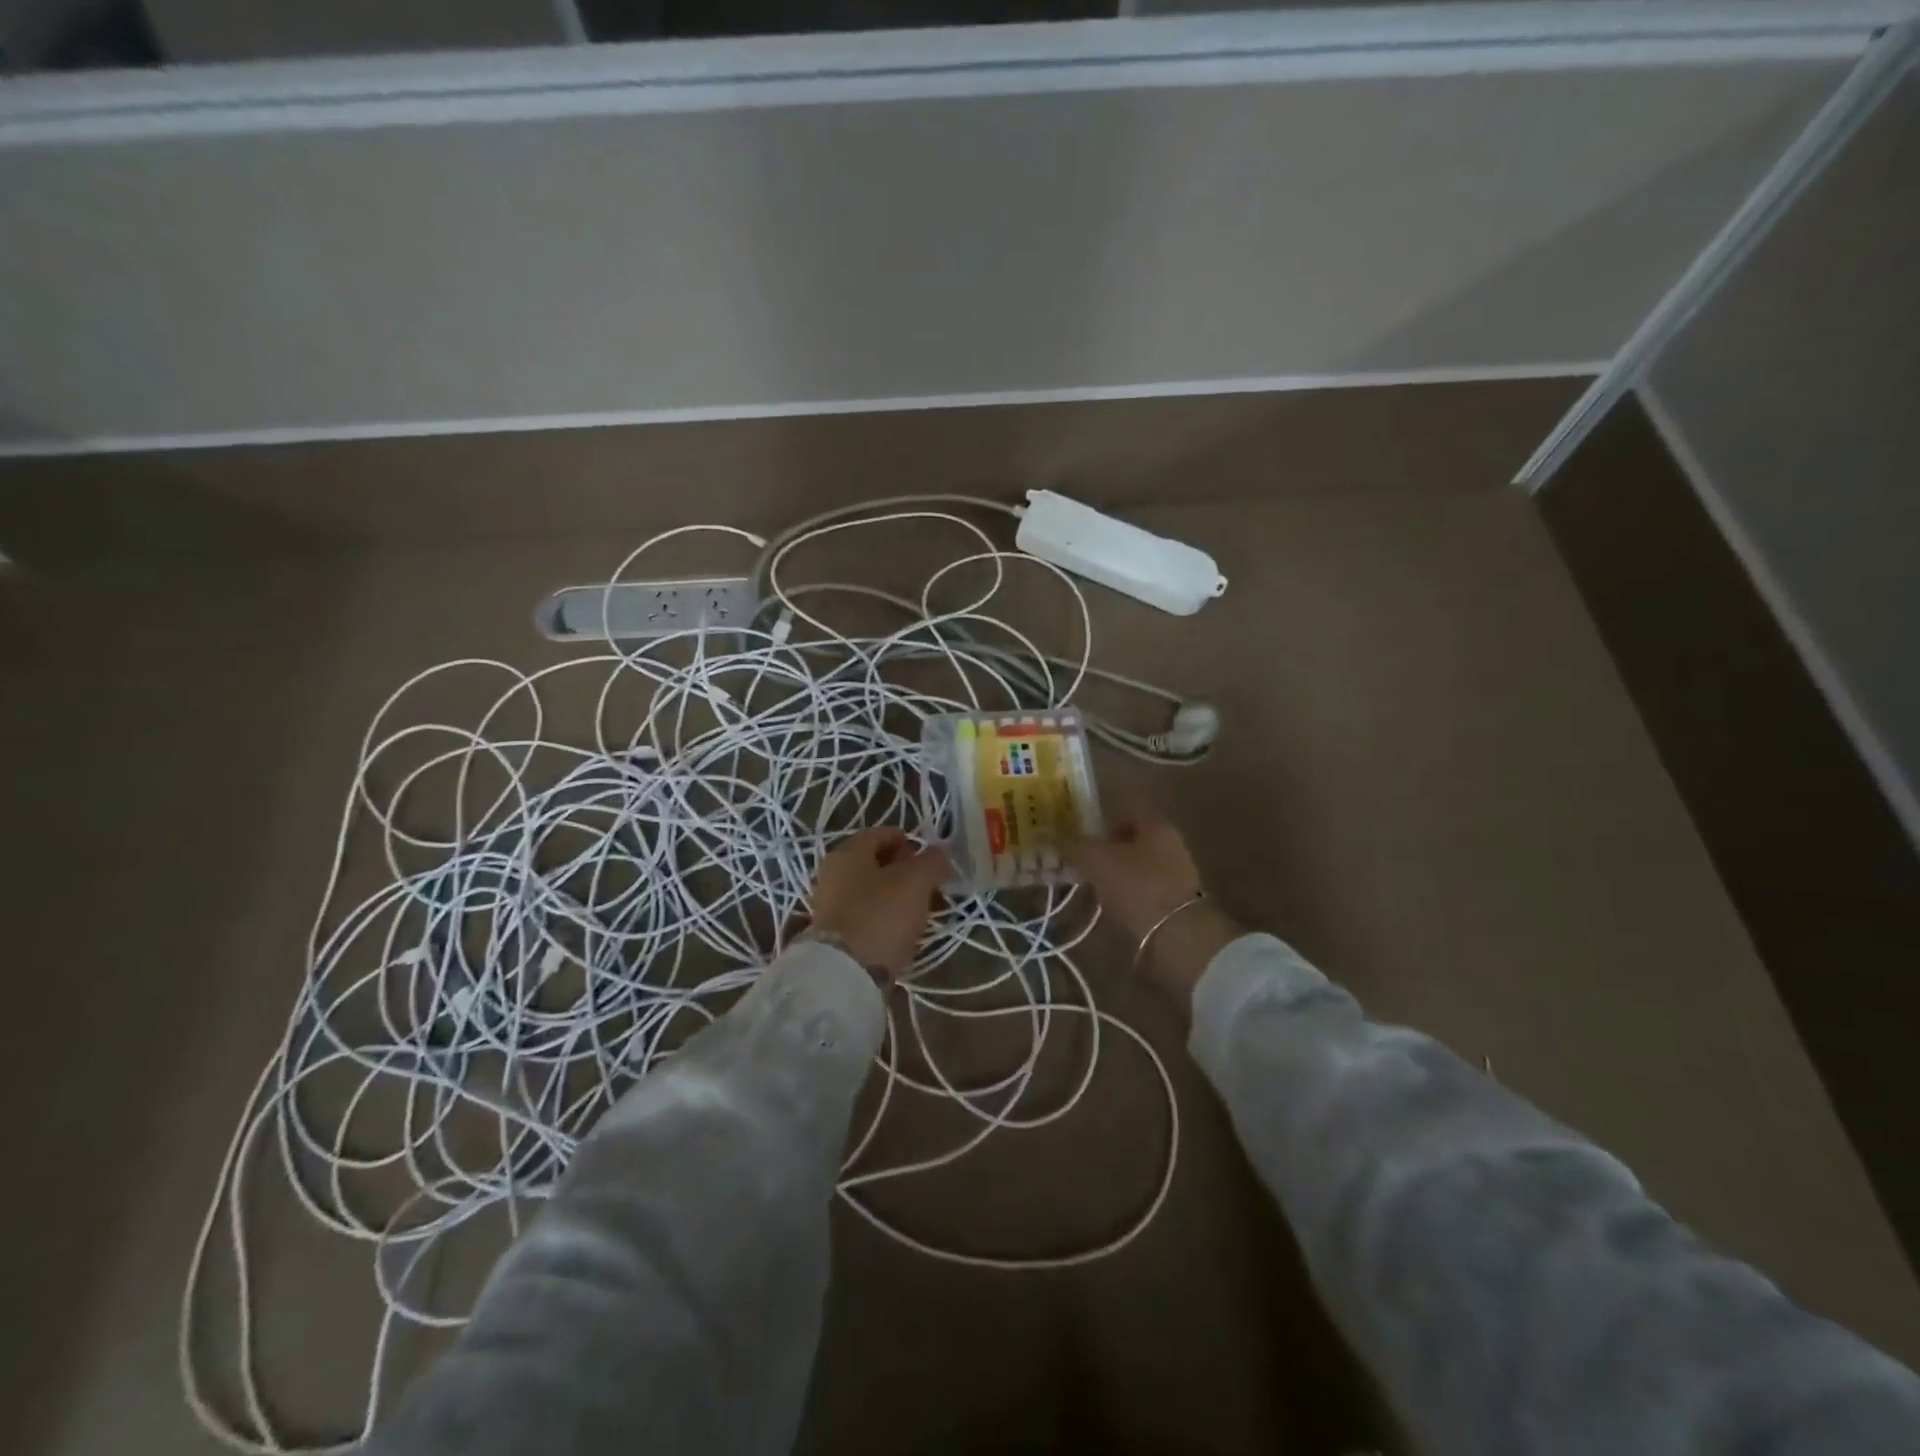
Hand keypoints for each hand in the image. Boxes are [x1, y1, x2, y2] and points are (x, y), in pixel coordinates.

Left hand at [804, 828, 951, 980]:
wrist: (846, 973)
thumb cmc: (881, 914)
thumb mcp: (916, 881)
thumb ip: (932, 861)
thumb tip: (941, 851)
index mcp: (848, 852)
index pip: (882, 834)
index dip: (910, 842)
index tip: (931, 860)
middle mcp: (833, 873)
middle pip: (876, 863)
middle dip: (905, 871)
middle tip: (930, 886)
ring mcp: (830, 904)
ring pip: (872, 891)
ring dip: (898, 896)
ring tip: (922, 911)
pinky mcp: (834, 933)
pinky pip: (866, 915)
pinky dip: (886, 917)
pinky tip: (904, 930)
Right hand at [1070, 814, 1241, 1006]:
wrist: (1177, 935)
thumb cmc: (1136, 885)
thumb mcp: (1096, 860)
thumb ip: (1076, 846)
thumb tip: (1061, 841)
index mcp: (1156, 824)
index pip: (1125, 810)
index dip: (1100, 818)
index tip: (1078, 833)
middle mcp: (1170, 843)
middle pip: (1132, 839)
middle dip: (1105, 849)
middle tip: (1081, 861)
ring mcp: (1177, 873)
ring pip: (1137, 865)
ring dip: (1115, 873)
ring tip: (1091, 887)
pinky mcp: (1175, 901)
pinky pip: (1143, 889)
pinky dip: (1126, 894)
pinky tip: (1110, 906)